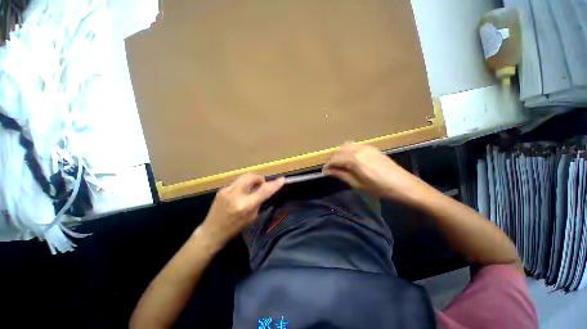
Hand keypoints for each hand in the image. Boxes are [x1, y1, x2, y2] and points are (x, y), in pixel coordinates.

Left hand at [200, 174, 284, 245]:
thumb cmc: (234, 228)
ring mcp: (227, 190)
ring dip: (251, 181)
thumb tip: (266, 190)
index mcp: (245, 205)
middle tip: (261, 185)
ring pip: (244, 177)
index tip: (282, 179)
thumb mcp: (251, 217)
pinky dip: (243, 185)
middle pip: (251, 177)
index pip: (263, 191)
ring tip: (252, 189)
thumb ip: (259, 201)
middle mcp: (235, 195)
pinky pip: (237, 182)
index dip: (274, 185)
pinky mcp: (222, 189)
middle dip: (259, 178)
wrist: (212, 232)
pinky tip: (241, 193)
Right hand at [323, 143, 426, 202]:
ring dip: (340, 154)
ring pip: (346, 146)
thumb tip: (328, 171)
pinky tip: (350, 160)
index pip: (334, 159)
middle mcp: (358, 149)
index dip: (327, 165)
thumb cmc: (379, 188)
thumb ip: (341, 175)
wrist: (403, 185)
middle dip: (332, 159)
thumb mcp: (357, 184)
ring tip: (339, 164)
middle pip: (339, 151)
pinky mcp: (372, 148)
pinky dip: (348, 151)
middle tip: (331, 169)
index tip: (324, 172)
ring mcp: (366, 147)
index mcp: (354, 159)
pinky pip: (355, 146)